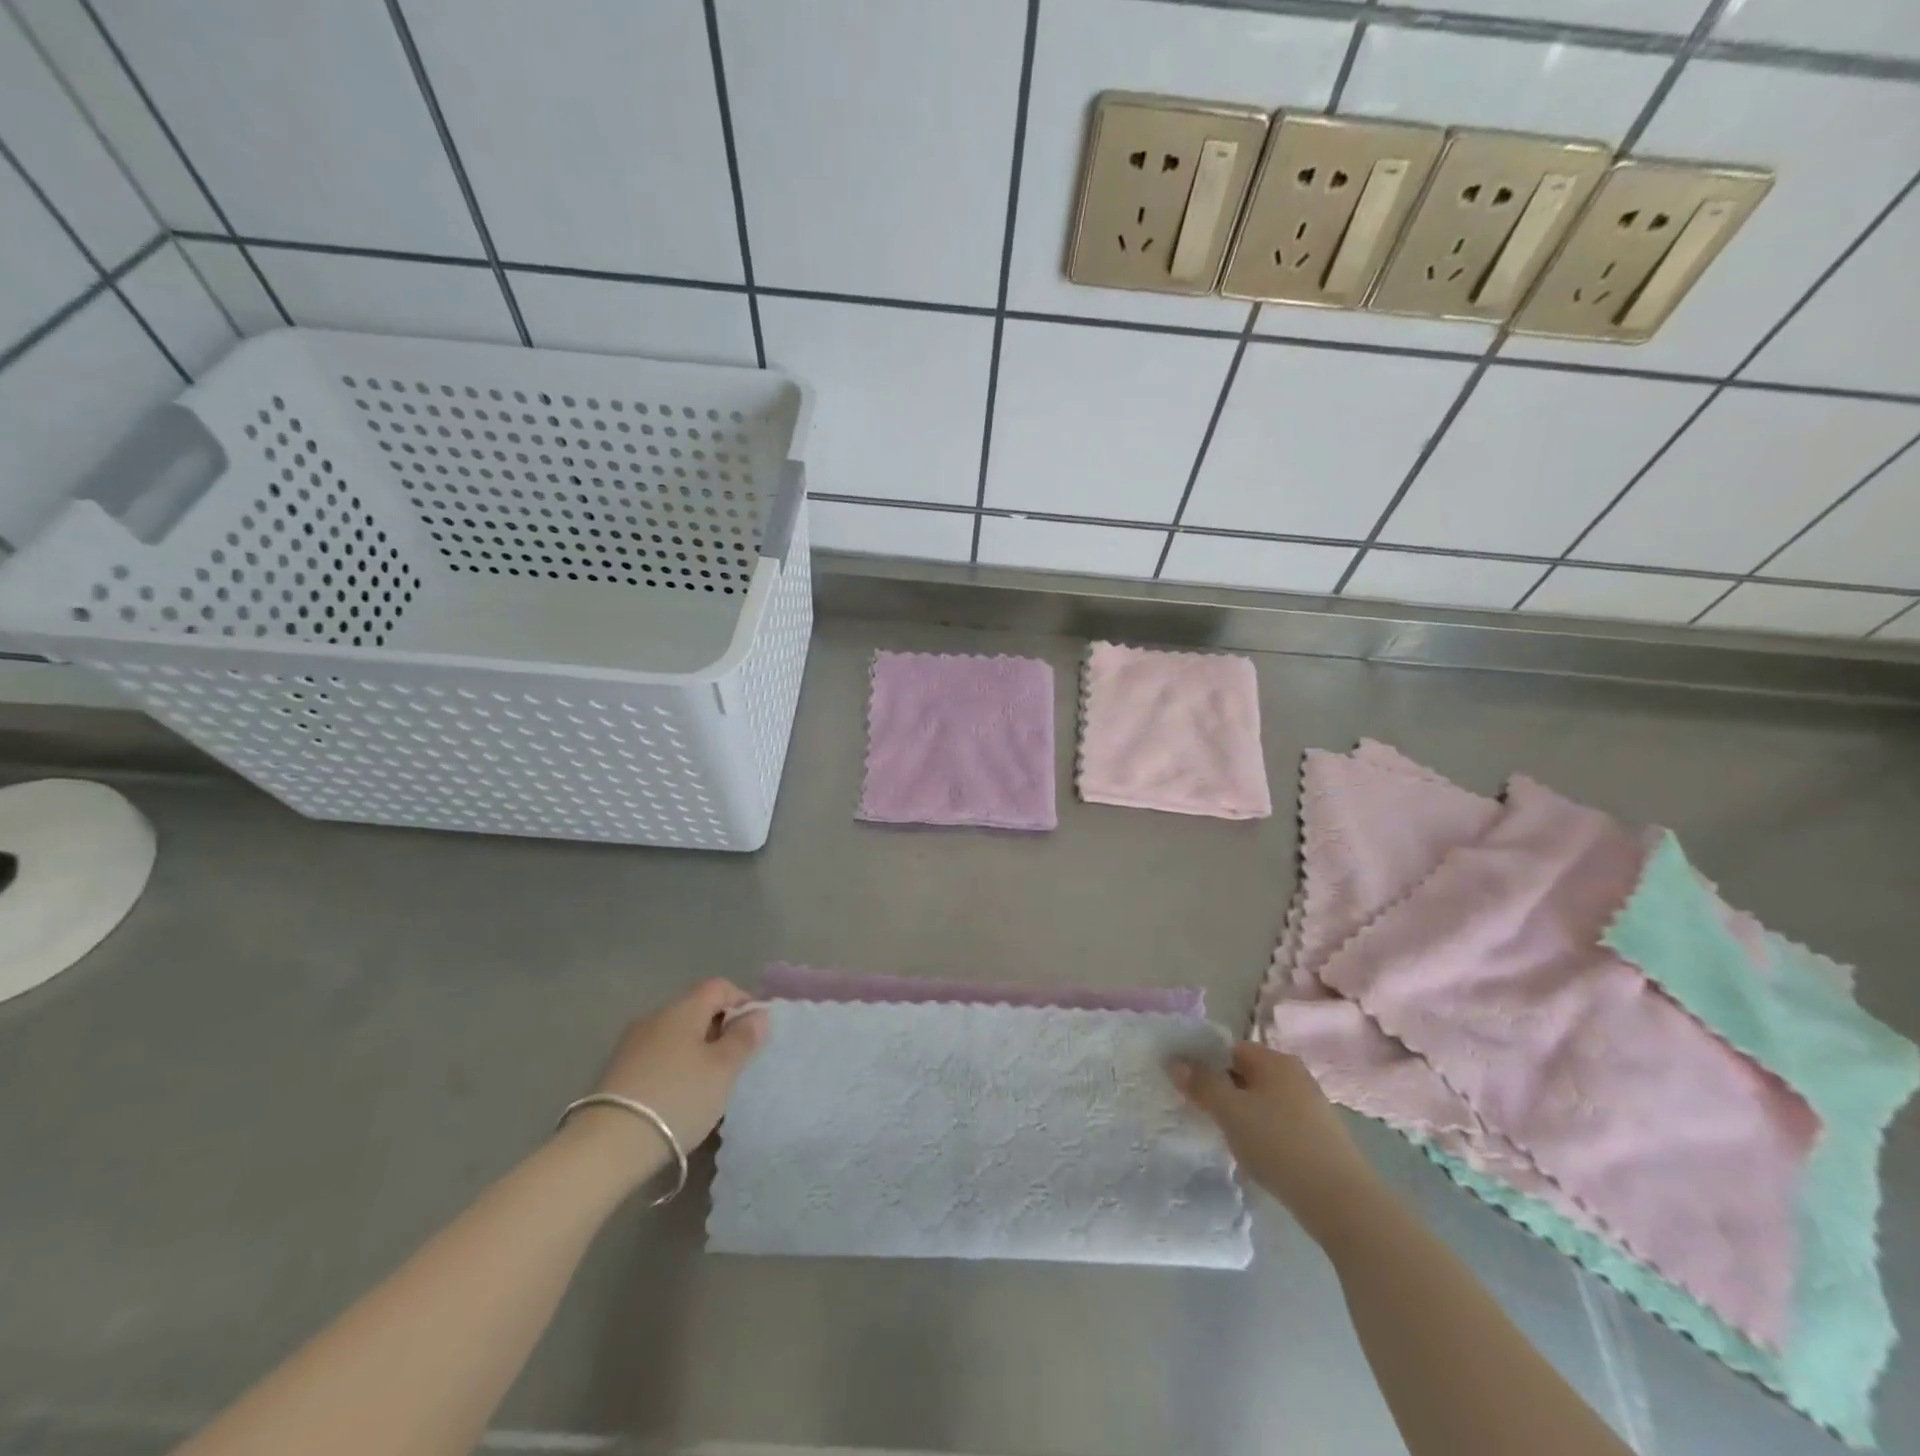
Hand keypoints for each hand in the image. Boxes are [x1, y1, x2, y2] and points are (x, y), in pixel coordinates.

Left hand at [568, 980, 767, 1176]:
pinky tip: (679, 1097)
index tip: (755, 1031)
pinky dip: (675, 1067)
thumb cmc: (678, 1097)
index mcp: (683, 1008)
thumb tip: (758, 1013)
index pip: (719, 986)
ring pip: (676, 1035)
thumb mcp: (723, 1069)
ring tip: (709, 1083)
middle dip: (720, 1028)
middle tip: (736, 1061)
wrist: (607, 1146)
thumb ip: (744, 1038)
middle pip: (696, 1009)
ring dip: (696, 1050)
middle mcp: (655, 1017)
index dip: (742, 1001)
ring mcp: (631, 1044)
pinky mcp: (617, 1072)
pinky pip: (657, 1057)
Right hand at [1172, 1042, 1379, 1238]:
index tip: (1187, 1088)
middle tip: (1202, 1115)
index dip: (1205, 1064)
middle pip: (1245, 1074)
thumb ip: (1201, 1083)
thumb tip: (1176, 1062)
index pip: (1229, 1049)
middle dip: (1222, 1092)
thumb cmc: (1279, 1145)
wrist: (1342, 1203)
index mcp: (1275, 1060)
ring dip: (1242, 1116)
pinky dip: (1263, 1134)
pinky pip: (1279, 1124)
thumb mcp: (1230, 1111)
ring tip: (1227, 1139)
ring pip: (1262, 1101)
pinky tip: (1256, 1157)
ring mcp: (1311, 1106)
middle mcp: (1295, 1075)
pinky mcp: (1320, 1137)